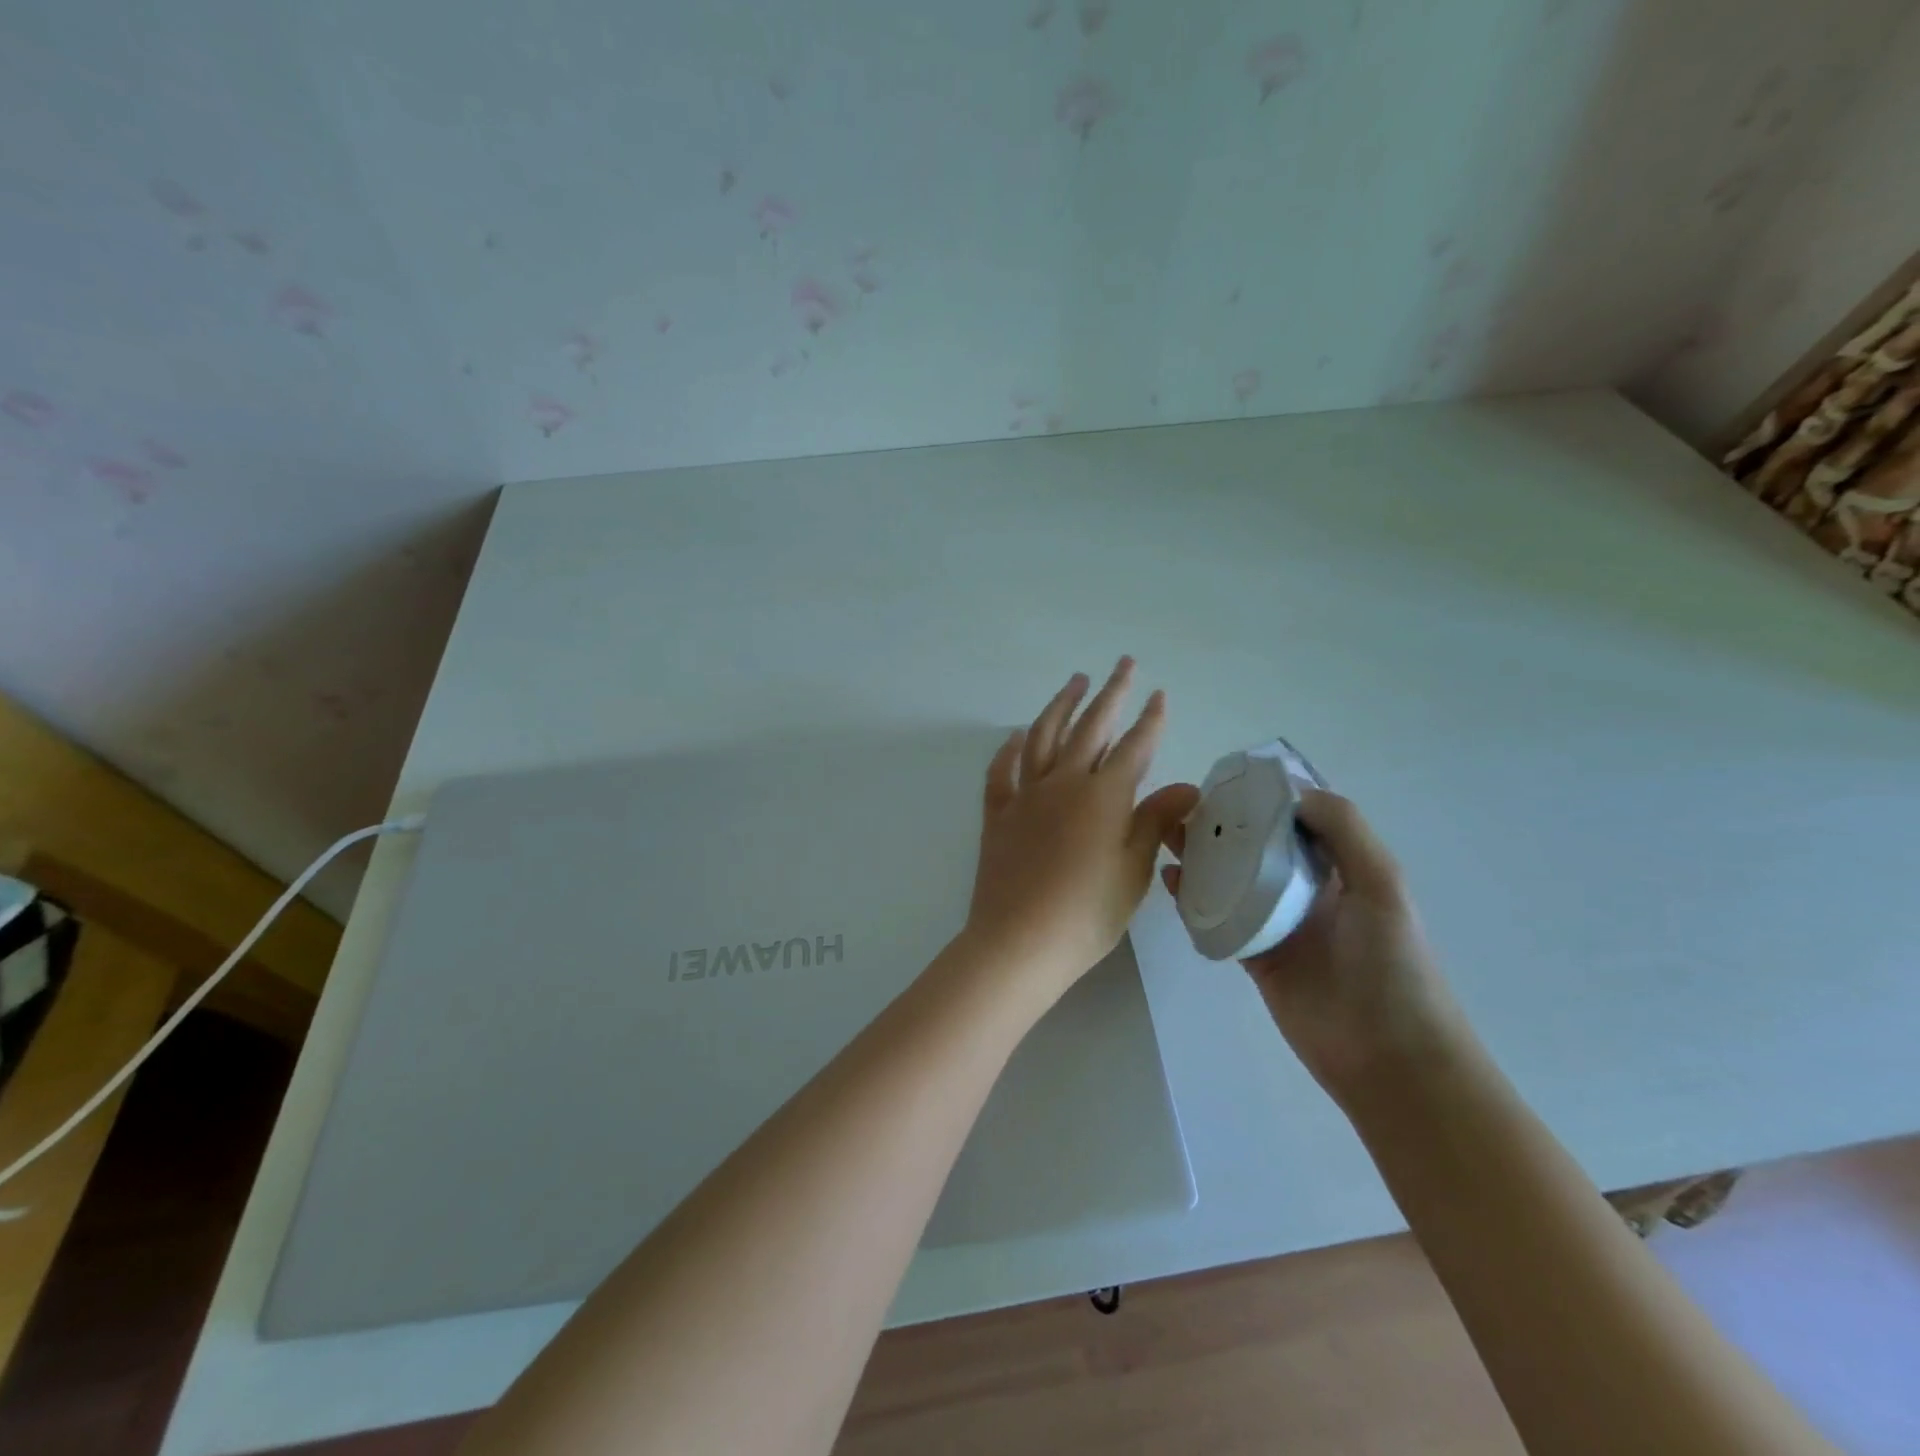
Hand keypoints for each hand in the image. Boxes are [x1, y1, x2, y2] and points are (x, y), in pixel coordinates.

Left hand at [965, 659, 1196, 1000]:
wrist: (1019, 942)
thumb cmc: (1087, 914)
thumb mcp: (1134, 870)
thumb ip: (1156, 820)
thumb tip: (1186, 786)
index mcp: (1103, 796)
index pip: (1134, 747)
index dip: (1150, 720)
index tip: (1158, 694)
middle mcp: (1063, 784)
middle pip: (1090, 728)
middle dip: (1110, 693)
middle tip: (1122, 664)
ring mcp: (1025, 796)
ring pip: (1043, 737)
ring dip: (1061, 705)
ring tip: (1075, 682)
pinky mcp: (998, 815)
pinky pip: (1002, 772)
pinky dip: (1010, 749)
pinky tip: (1017, 736)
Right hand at [1161, 788, 1473, 1108]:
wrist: (1390, 1057)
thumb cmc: (1394, 966)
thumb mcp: (1383, 886)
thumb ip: (1346, 833)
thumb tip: (1295, 794)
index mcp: (1341, 868)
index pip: (1298, 820)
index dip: (1266, 797)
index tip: (1227, 778)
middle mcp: (1306, 890)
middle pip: (1258, 846)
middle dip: (1225, 824)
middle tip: (1183, 804)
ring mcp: (1277, 924)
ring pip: (1232, 879)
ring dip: (1203, 856)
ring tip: (1167, 834)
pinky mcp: (1254, 956)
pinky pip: (1218, 919)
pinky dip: (1193, 899)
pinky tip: (1170, 880)